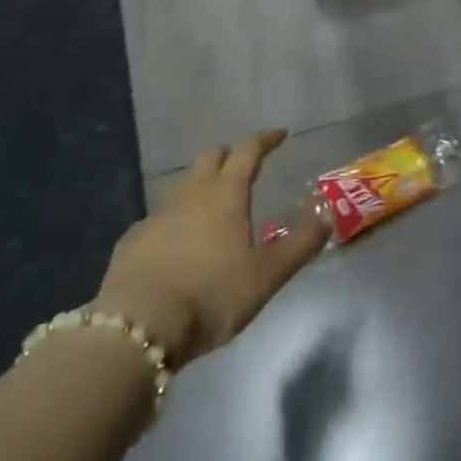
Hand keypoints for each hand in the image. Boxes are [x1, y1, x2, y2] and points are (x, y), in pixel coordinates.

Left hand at [96, 129, 326, 365]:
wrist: (138, 326)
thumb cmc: (212, 295)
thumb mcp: (267, 275)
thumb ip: (300, 245)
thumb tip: (328, 216)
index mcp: (226, 194)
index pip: (249, 152)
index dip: (266, 140)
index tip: (280, 134)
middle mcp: (191, 194)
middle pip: (210, 159)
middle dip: (229, 157)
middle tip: (243, 166)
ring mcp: (156, 216)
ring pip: (183, 187)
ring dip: (201, 188)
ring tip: (213, 208)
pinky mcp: (132, 241)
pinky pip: (158, 219)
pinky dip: (174, 222)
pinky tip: (176, 244)